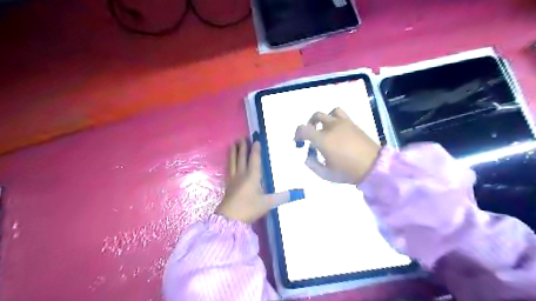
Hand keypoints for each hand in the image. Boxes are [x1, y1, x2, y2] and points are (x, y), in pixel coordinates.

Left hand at [215, 138, 303, 223]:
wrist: (229, 219)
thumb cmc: (249, 208)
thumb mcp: (268, 203)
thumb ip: (282, 197)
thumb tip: (299, 193)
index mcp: (252, 176)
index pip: (255, 159)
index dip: (256, 149)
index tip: (257, 140)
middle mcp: (242, 174)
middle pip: (242, 157)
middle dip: (243, 147)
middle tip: (243, 137)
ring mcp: (233, 179)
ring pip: (233, 161)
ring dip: (234, 152)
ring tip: (233, 143)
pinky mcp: (228, 184)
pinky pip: (229, 168)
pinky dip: (229, 162)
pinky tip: (229, 161)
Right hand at [292, 107, 380, 182]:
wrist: (373, 167)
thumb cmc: (348, 172)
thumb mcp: (326, 174)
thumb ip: (312, 165)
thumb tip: (308, 157)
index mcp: (323, 139)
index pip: (303, 129)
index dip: (297, 134)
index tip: (298, 142)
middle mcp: (331, 127)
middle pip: (315, 117)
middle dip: (309, 125)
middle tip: (310, 136)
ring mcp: (343, 123)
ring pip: (329, 112)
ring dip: (323, 119)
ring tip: (324, 129)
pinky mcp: (353, 124)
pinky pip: (340, 114)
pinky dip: (334, 118)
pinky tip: (336, 130)